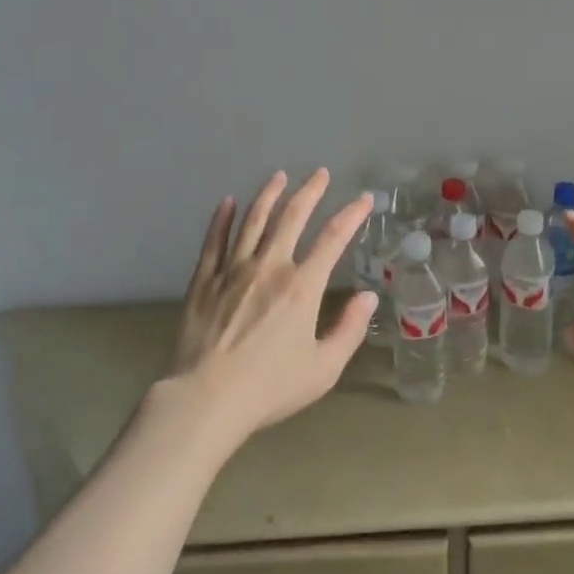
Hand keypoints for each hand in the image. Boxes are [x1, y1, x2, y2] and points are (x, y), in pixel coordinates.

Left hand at [164, 169, 375, 447]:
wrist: (206, 399)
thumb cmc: (270, 388)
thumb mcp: (324, 369)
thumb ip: (349, 330)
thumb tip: (369, 296)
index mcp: (302, 287)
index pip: (333, 239)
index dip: (352, 215)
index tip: (364, 199)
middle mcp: (269, 267)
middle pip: (292, 217)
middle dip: (310, 191)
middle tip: (320, 173)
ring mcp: (233, 270)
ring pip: (253, 220)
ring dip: (268, 195)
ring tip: (279, 176)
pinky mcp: (204, 280)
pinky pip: (214, 241)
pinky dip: (223, 219)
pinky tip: (228, 202)